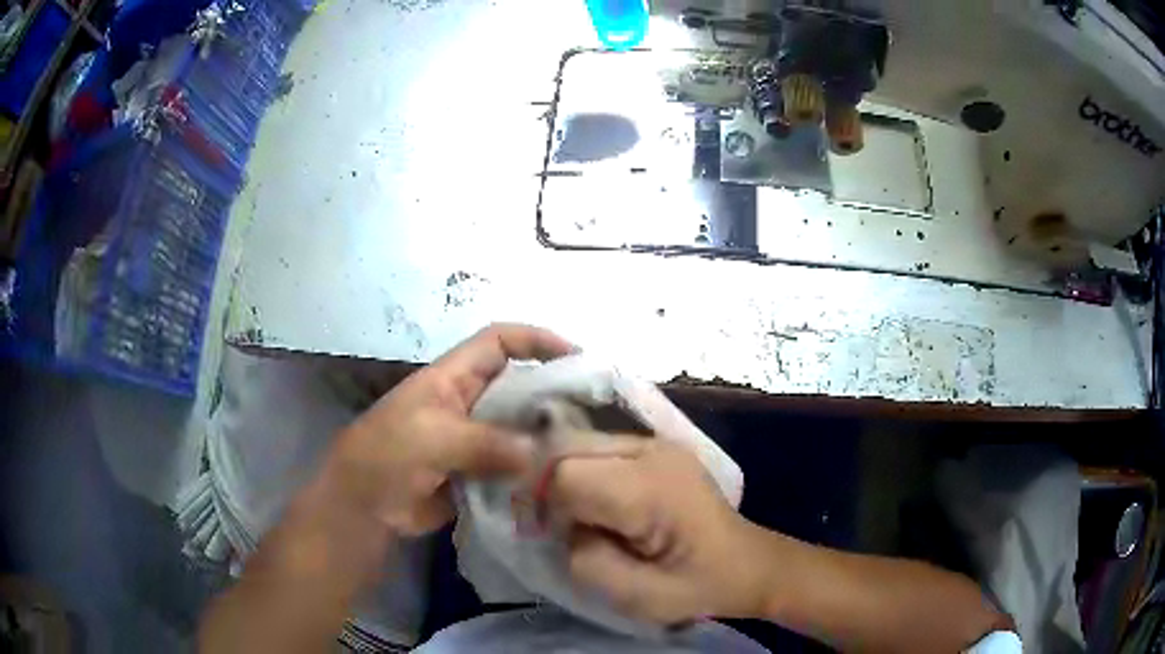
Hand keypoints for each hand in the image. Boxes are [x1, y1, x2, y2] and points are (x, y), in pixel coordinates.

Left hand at [320, 323, 574, 534]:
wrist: (363, 508)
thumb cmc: (386, 456)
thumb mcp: (431, 438)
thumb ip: (485, 442)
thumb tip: (540, 453)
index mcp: (452, 378)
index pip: (499, 341)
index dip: (536, 340)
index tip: (577, 357)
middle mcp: (468, 403)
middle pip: (518, 386)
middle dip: (553, 394)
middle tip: (594, 414)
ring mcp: (474, 440)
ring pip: (520, 429)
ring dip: (546, 438)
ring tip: (586, 452)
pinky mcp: (478, 473)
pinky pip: (513, 466)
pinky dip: (534, 472)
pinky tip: (560, 482)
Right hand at [549, 439, 765, 624]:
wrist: (747, 564)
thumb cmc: (698, 586)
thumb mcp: (637, 596)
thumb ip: (585, 559)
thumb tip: (558, 524)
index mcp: (652, 488)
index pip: (566, 473)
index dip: (547, 505)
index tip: (554, 536)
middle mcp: (652, 450)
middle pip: (567, 446)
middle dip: (548, 485)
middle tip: (558, 527)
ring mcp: (656, 443)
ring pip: (577, 442)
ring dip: (564, 478)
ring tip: (581, 518)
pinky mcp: (655, 447)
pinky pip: (597, 448)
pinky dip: (583, 473)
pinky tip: (600, 504)